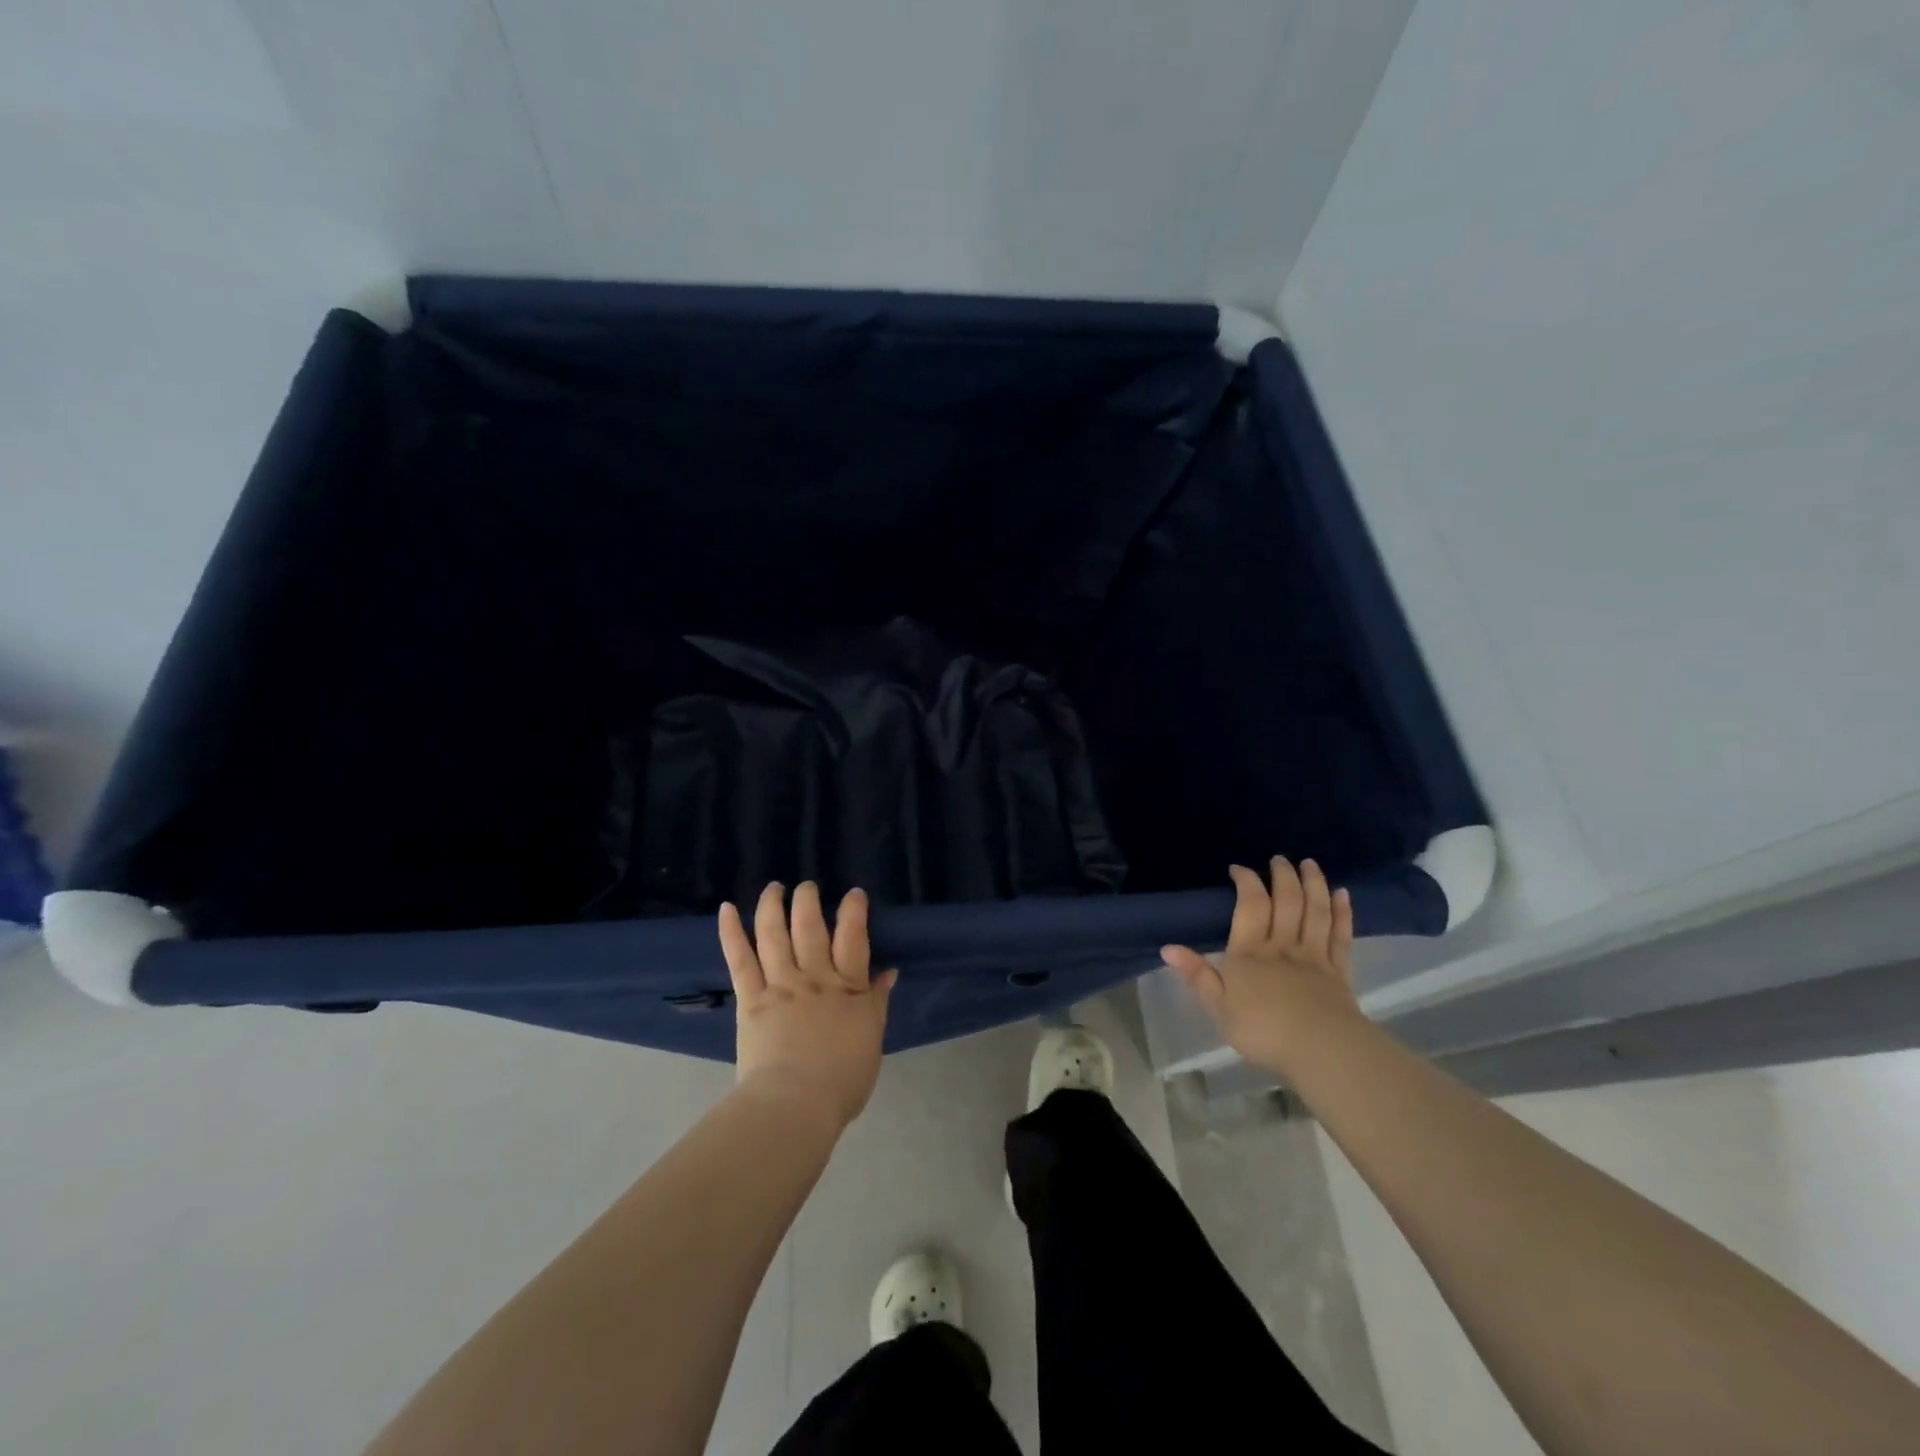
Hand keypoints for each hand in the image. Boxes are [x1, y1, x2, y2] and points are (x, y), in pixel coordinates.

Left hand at [718, 882, 896, 1133]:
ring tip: (774, 887)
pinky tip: (726, 909)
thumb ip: (877, 1002)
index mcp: (848, 987)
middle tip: (808, 885)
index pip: (854, 936)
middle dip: (809, 900)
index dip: (854, 910)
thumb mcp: (872, 1039)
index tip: (853, 894)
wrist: (795, 1105)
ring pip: (775, 934)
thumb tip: (889, 971)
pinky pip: (739, 959)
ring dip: (773, 905)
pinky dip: (731, 932)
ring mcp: (780, 984)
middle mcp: (815, 976)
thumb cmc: (842, 1082)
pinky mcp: (751, 998)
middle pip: (811, 926)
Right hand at [1162, 857, 1362, 1077]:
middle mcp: (1282, 946)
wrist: (1321, 1051)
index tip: (1239, 868)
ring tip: (1311, 864)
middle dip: (1283, 876)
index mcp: (1250, 953)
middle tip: (1281, 858)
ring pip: (1314, 912)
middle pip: (1286, 902)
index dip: (1246, 882)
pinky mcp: (1339, 972)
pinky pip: (1341, 936)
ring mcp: (1314, 957)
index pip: (1250, 906)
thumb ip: (1197, 975)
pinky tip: (1342, 895)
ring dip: (1313, 885)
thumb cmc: (1263, 1031)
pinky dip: (1341, 913)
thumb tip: (1167, 948)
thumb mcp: (1219, 1008)